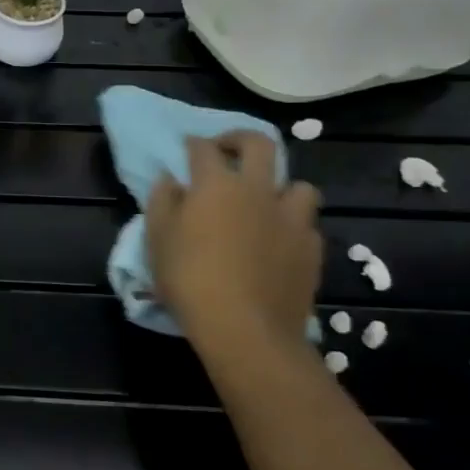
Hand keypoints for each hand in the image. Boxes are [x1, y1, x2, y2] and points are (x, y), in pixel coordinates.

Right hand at [145, 131, 323, 353]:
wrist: (245, 329)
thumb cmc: (190, 280)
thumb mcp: (158, 240)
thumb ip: (162, 203)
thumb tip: (170, 181)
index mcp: (216, 185)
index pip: (203, 149)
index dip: (193, 143)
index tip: (186, 147)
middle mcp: (257, 191)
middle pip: (260, 145)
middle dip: (241, 139)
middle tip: (228, 150)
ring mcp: (290, 219)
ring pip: (298, 185)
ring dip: (281, 186)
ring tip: (265, 201)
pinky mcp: (312, 249)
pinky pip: (306, 224)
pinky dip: (293, 225)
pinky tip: (280, 240)